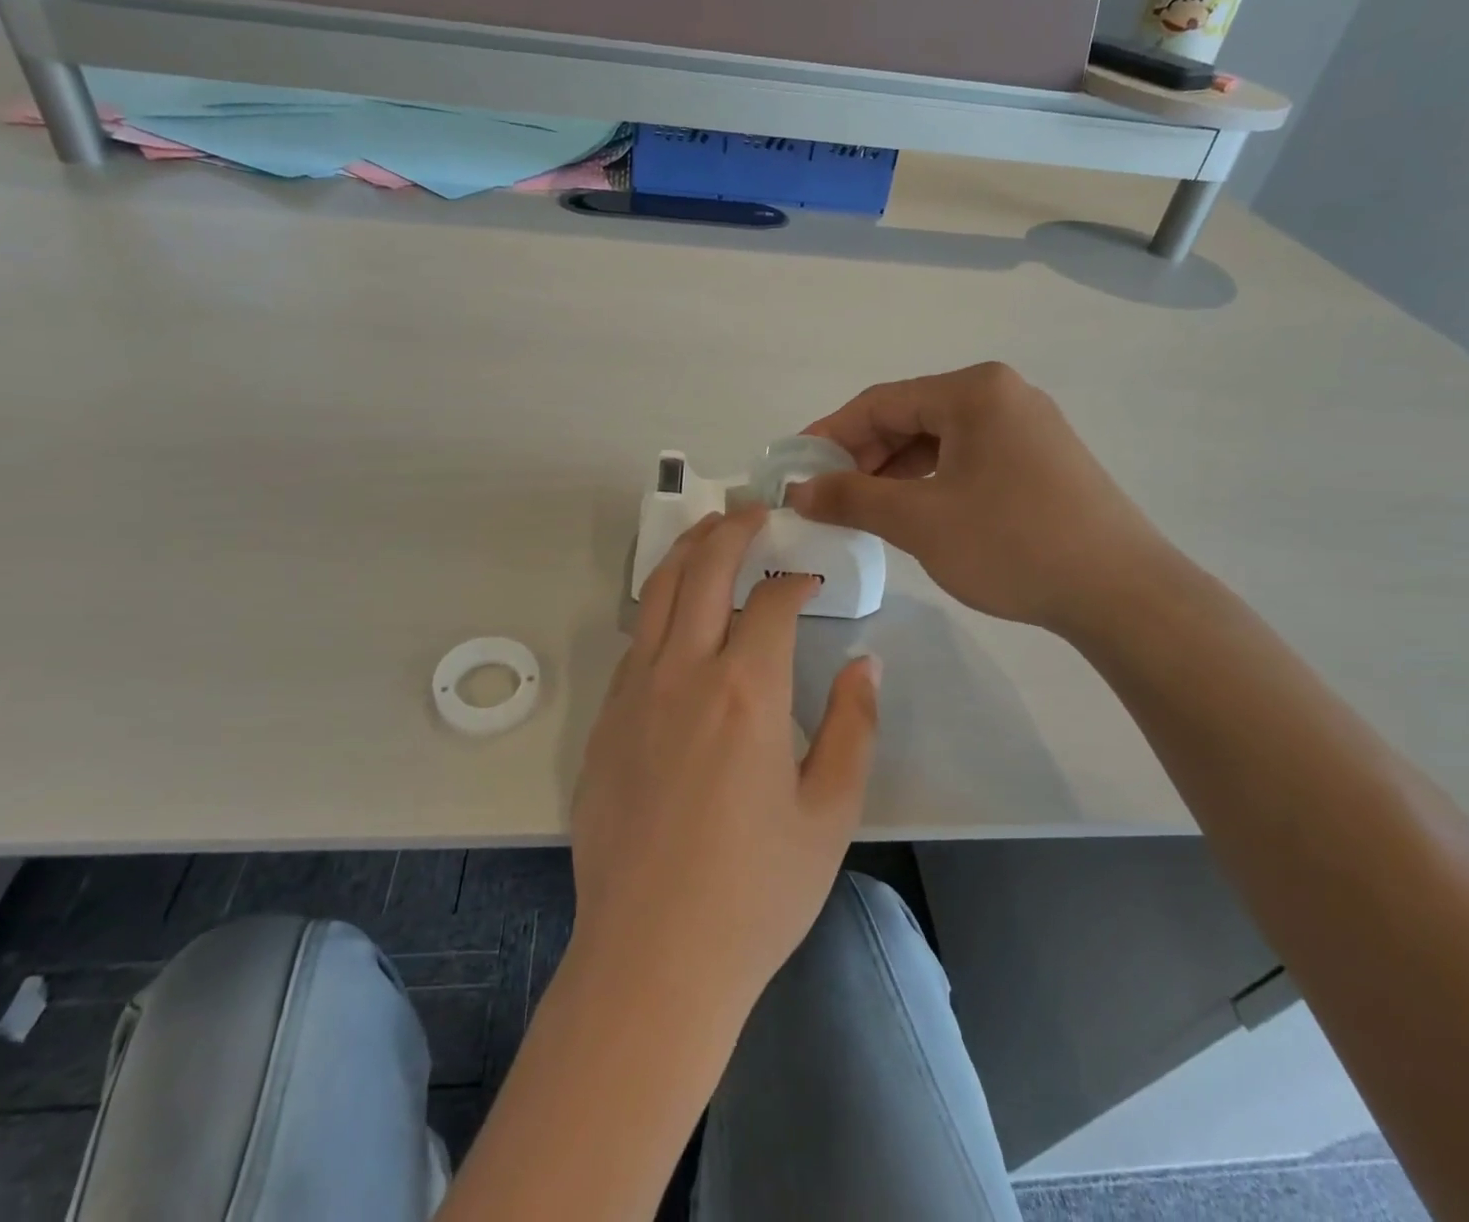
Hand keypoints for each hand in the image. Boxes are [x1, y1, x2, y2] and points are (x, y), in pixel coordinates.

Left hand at [570, 505, 880, 1007]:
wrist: (653, 958)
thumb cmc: (756, 892)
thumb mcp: (830, 812)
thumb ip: (852, 725)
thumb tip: (864, 661)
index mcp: (745, 692)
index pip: (770, 602)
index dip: (795, 581)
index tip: (811, 581)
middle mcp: (683, 674)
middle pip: (702, 571)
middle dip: (730, 529)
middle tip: (754, 510)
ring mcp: (633, 694)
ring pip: (657, 595)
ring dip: (687, 553)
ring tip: (710, 531)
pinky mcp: (604, 722)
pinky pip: (634, 642)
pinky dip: (659, 608)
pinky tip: (677, 617)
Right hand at [787, 362, 1174, 639]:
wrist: (1122, 593)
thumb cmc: (1013, 544)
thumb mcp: (919, 520)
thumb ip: (851, 498)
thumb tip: (797, 491)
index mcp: (974, 391)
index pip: (880, 402)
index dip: (829, 434)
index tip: (794, 469)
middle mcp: (1002, 395)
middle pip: (910, 418)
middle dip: (862, 457)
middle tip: (826, 497)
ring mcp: (1027, 427)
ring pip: (938, 441)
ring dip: (894, 472)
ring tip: (863, 510)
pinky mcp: (1040, 461)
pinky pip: (967, 459)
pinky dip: (930, 482)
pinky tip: (912, 513)